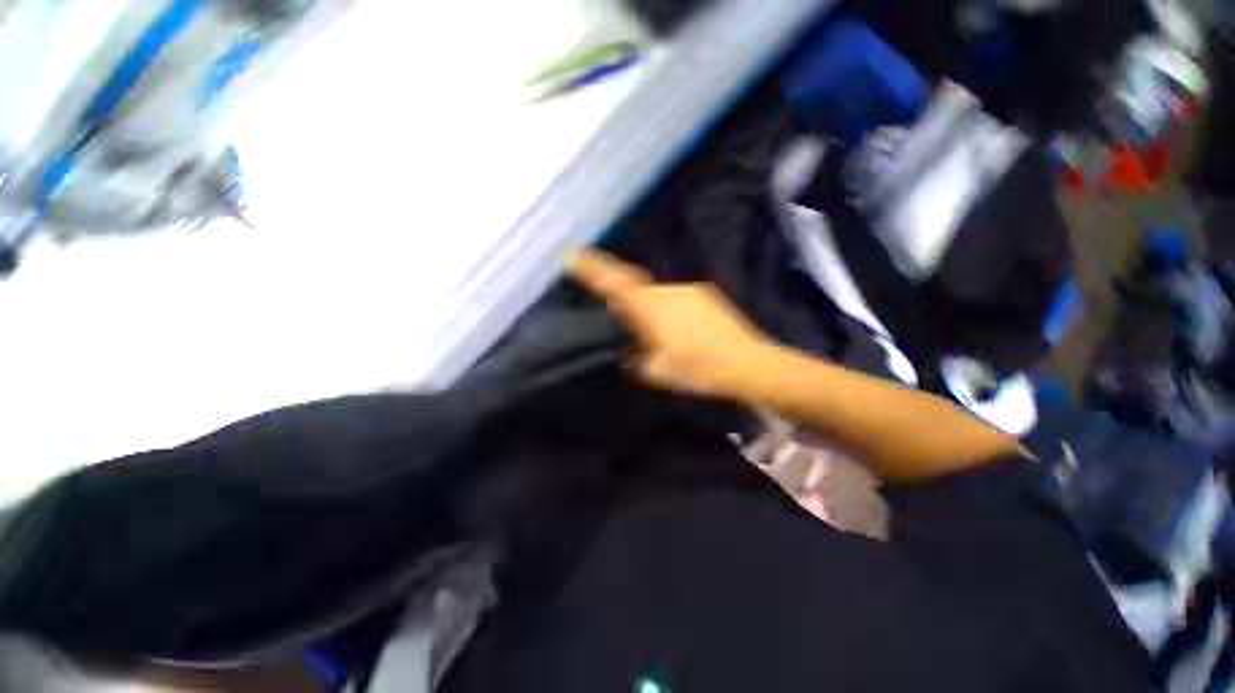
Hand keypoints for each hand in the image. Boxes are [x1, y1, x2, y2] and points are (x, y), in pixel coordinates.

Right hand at [569, 249, 775, 398]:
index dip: (594, 269)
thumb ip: (636, 359)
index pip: (616, 284)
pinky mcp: (706, 296)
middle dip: (625, 299)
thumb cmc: (699, 370)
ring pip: (658, 296)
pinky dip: (670, 311)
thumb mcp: (658, 372)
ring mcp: (689, 291)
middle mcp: (668, 292)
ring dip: (651, 309)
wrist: (750, 364)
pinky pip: (677, 299)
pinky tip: (682, 332)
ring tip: (659, 335)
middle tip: (621, 318)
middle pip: (637, 289)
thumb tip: (628, 353)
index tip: (574, 255)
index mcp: (652, 309)